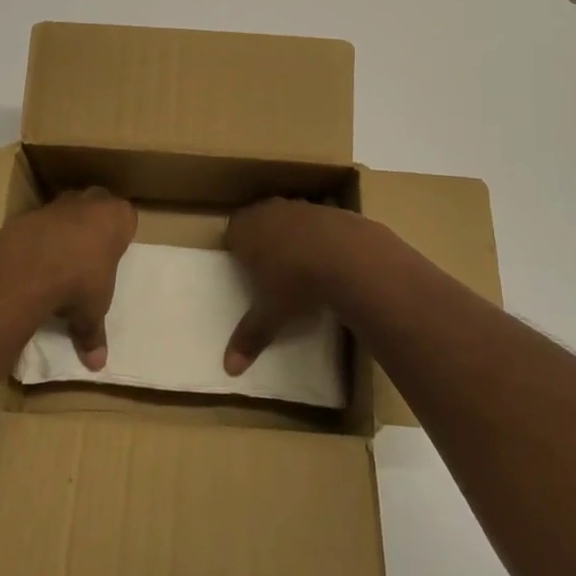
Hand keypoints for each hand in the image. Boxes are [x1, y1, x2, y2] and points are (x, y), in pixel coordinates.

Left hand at [0, 187, 135, 370]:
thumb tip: (97, 365)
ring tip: (59, 261)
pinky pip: (41, 223)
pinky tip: (35, 262)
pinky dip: (39, 238)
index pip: (127, 219)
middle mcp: (92, 202)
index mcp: (118, 217)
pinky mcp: (32, 211)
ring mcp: (61, 202)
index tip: (112, 255)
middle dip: (93, 225)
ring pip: (69, 210)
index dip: (119, 237)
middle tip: (89, 255)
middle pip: (98, 206)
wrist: (31, 263)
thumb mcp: (93, 311)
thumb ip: (94, 333)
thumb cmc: (81, 280)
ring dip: (65, 230)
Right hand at [223, 198, 393, 375]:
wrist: (347, 256)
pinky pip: (317, 222)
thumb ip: (249, 337)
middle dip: (262, 240)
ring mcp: (301, 207)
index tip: (244, 268)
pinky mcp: (330, 210)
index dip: (237, 248)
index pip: (231, 232)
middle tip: (269, 268)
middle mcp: (269, 211)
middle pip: (258, 220)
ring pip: (288, 218)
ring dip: (292, 236)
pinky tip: (329, 259)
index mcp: (245, 229)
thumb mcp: (270, 314)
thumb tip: (228, 369)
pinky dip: (319, 237)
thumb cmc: (295, 282)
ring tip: (301, 265)